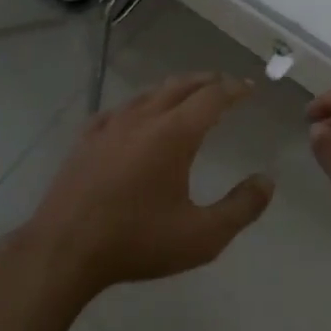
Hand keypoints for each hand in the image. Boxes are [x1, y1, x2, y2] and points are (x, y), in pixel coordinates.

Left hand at [24, 73, 275, 297]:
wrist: (64, 249)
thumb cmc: (137, 242)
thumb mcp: (202, 236)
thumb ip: (241, 208)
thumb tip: (267, 181)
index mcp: (174, 134)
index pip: (212, 97)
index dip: (234, 89)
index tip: (249, 87)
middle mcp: (143, 119)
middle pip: (180, 86)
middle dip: (206, 81)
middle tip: (224, 84)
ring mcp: (110, 126)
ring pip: (148, 94)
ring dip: (173, 89)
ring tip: (186, 95)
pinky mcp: (86, 140)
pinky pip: (118, 110)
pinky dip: (139, 105)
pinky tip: (134, 116)